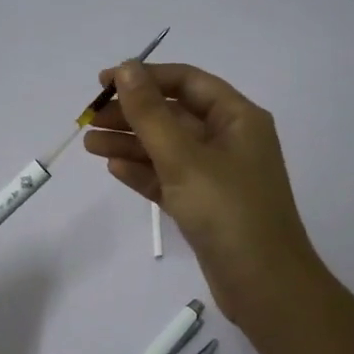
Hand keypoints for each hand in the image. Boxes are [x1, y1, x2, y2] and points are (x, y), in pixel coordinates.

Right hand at [84, 61, 327, 331]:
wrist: (264, 285)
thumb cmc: (228, 211)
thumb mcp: (184, 158)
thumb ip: (150, 113)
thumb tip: (126, 68)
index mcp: (237, 118)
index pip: (187, 82)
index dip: (145, 77)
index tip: (104, 83)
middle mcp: (229, 140)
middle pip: (174, 115)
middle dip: (132, 114)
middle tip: (90, 119)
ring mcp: (217, 175)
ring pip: (167, 148)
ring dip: (130, 143)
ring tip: (89, 144)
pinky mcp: (205, 205)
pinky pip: (169, 178)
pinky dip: (143, 172)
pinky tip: (114, 168)